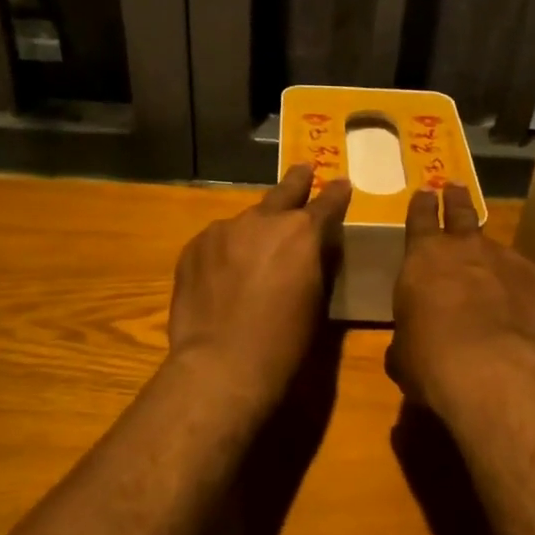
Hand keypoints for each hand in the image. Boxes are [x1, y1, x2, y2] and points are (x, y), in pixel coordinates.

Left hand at [167, 164, 351, 410]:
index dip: (336, 194)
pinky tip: (224, 273)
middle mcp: (262, 220)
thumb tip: (314, 250)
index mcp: (302, 233)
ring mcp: (223, 230)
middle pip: (283, 193)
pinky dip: (226, 250)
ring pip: (246, 221)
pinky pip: (217, 241)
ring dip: (255, 229)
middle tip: (303, 169)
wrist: (221, 364)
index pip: (327, 203)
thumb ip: (317, 265)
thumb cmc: (284, 343)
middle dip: (297, 181)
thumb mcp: (316, 301)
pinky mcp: (193, 247)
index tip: (340, 182)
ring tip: (254, 249)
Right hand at [388, 183, 534, 416]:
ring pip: (494, 244)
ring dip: (488, 250)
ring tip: (488, 261)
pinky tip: (518, 303)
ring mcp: (504, 259)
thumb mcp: (403, 352)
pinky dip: (517, 283)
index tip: (425, 192)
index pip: (420, 218)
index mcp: (422, 258)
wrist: (492, 370)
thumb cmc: (430, 359)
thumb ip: (407, 336)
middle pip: (460, 212)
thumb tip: (408, 345)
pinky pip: (523, 273)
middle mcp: (463, 248)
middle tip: (455, 187)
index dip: (422, 205)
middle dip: (456, 199)